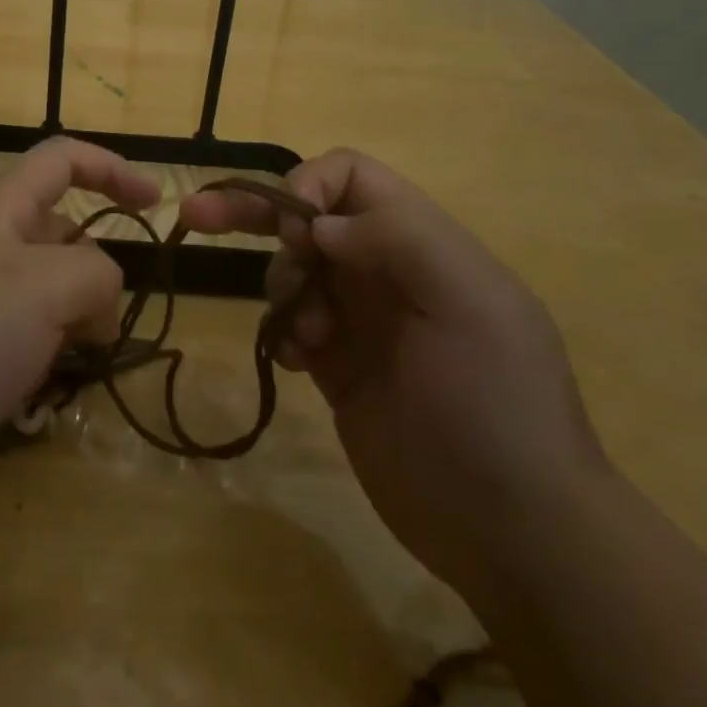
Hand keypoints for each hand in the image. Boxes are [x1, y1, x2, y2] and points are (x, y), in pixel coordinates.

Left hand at [0, 138, 157, 475]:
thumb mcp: (50, 287)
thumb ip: (99, 274)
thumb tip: (98, 308)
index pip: (60, 160)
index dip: (111, 169)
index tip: (156, 203)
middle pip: (60, 232)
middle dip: (93, 270)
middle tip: (100, 322)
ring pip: (48, 290)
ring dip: (75, 318)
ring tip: (74, 358)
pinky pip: (27, 335)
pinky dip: (49, 352)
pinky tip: (46, 387)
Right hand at [181, 149, 607, 602]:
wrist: (511, 530)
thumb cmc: (495, 404)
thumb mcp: (468, 303)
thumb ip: (398, 238)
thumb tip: (321, 224)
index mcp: (421, 241)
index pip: (350, 176)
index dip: (308, 187)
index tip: (294, 235)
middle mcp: (386, 269)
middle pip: (307, 215)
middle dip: (252, 211)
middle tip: (196, 216)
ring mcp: (361, 318)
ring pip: (292, 269)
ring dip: (283, 289)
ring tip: (308, 338)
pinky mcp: (339, 365)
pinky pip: (290, 323)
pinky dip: (284, 332)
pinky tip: (301, 364)